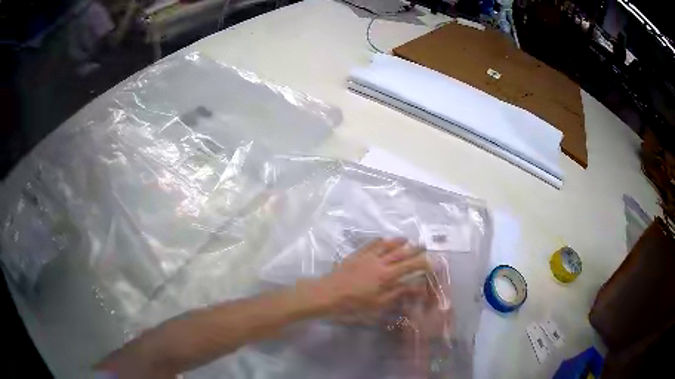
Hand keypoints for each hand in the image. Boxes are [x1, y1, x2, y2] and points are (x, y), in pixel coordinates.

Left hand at [312, 238, 428, 315]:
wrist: (328, 293)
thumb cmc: (354, 303)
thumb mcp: (379, 303)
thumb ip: (398, 293)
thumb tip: (417, 288)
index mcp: (387, 275)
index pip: (409, 266)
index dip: (422, 263)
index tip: (432, 261)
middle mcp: (379, 262)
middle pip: (400, 252)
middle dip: (413, 248)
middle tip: (423, 245)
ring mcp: (366, 257)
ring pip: (386, 245)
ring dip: (397, 241)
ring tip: (406, 239)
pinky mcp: (356, 255)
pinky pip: (370, 244)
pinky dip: (379, 241)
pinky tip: (382, 239)